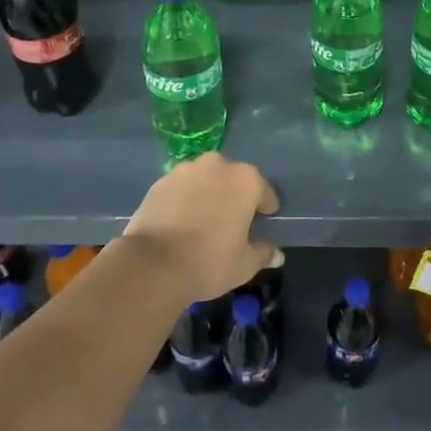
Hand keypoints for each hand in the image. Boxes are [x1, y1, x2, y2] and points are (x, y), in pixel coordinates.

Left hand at [116, 152, 279, 304]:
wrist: (153, 264)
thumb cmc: (210, 261)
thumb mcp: (245, 264)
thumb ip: (263, 253)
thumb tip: (277, 254)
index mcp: (245, 180)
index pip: (264, 192)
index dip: (265, 209)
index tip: (262, 224)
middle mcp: (217, 165)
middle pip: (233, 180)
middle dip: (235, 196)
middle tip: (232, 222)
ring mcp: (185, 170)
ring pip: (205, 180)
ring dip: (208, 194)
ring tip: (203, 221)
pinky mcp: (160, 181)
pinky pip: (181, 188)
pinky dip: (185, 199)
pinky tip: (181, 221)